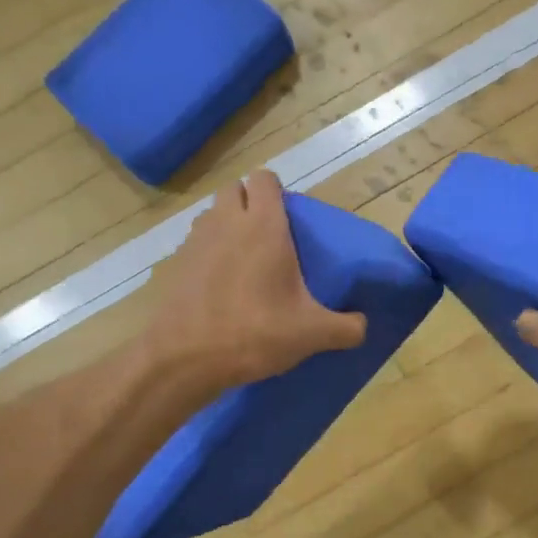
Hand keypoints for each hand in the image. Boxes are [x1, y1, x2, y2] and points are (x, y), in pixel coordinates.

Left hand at [144, 170, 366, 397]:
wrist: (185, 359)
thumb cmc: (255, 333)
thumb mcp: (312, 334)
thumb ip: (347, 328)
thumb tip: (363, 326)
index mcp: (263, 226)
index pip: (264, 178)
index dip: (276, 190)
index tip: (288, 216)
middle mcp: (226, 223)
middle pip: (234, 189)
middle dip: (249, 202)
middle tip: (268, 236)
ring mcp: (195, 241)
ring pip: (211, 214)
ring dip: (227, 225)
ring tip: (244, 259)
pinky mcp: (175, 264)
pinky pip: (195, 244)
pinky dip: (208, 254)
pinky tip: (220, 286)